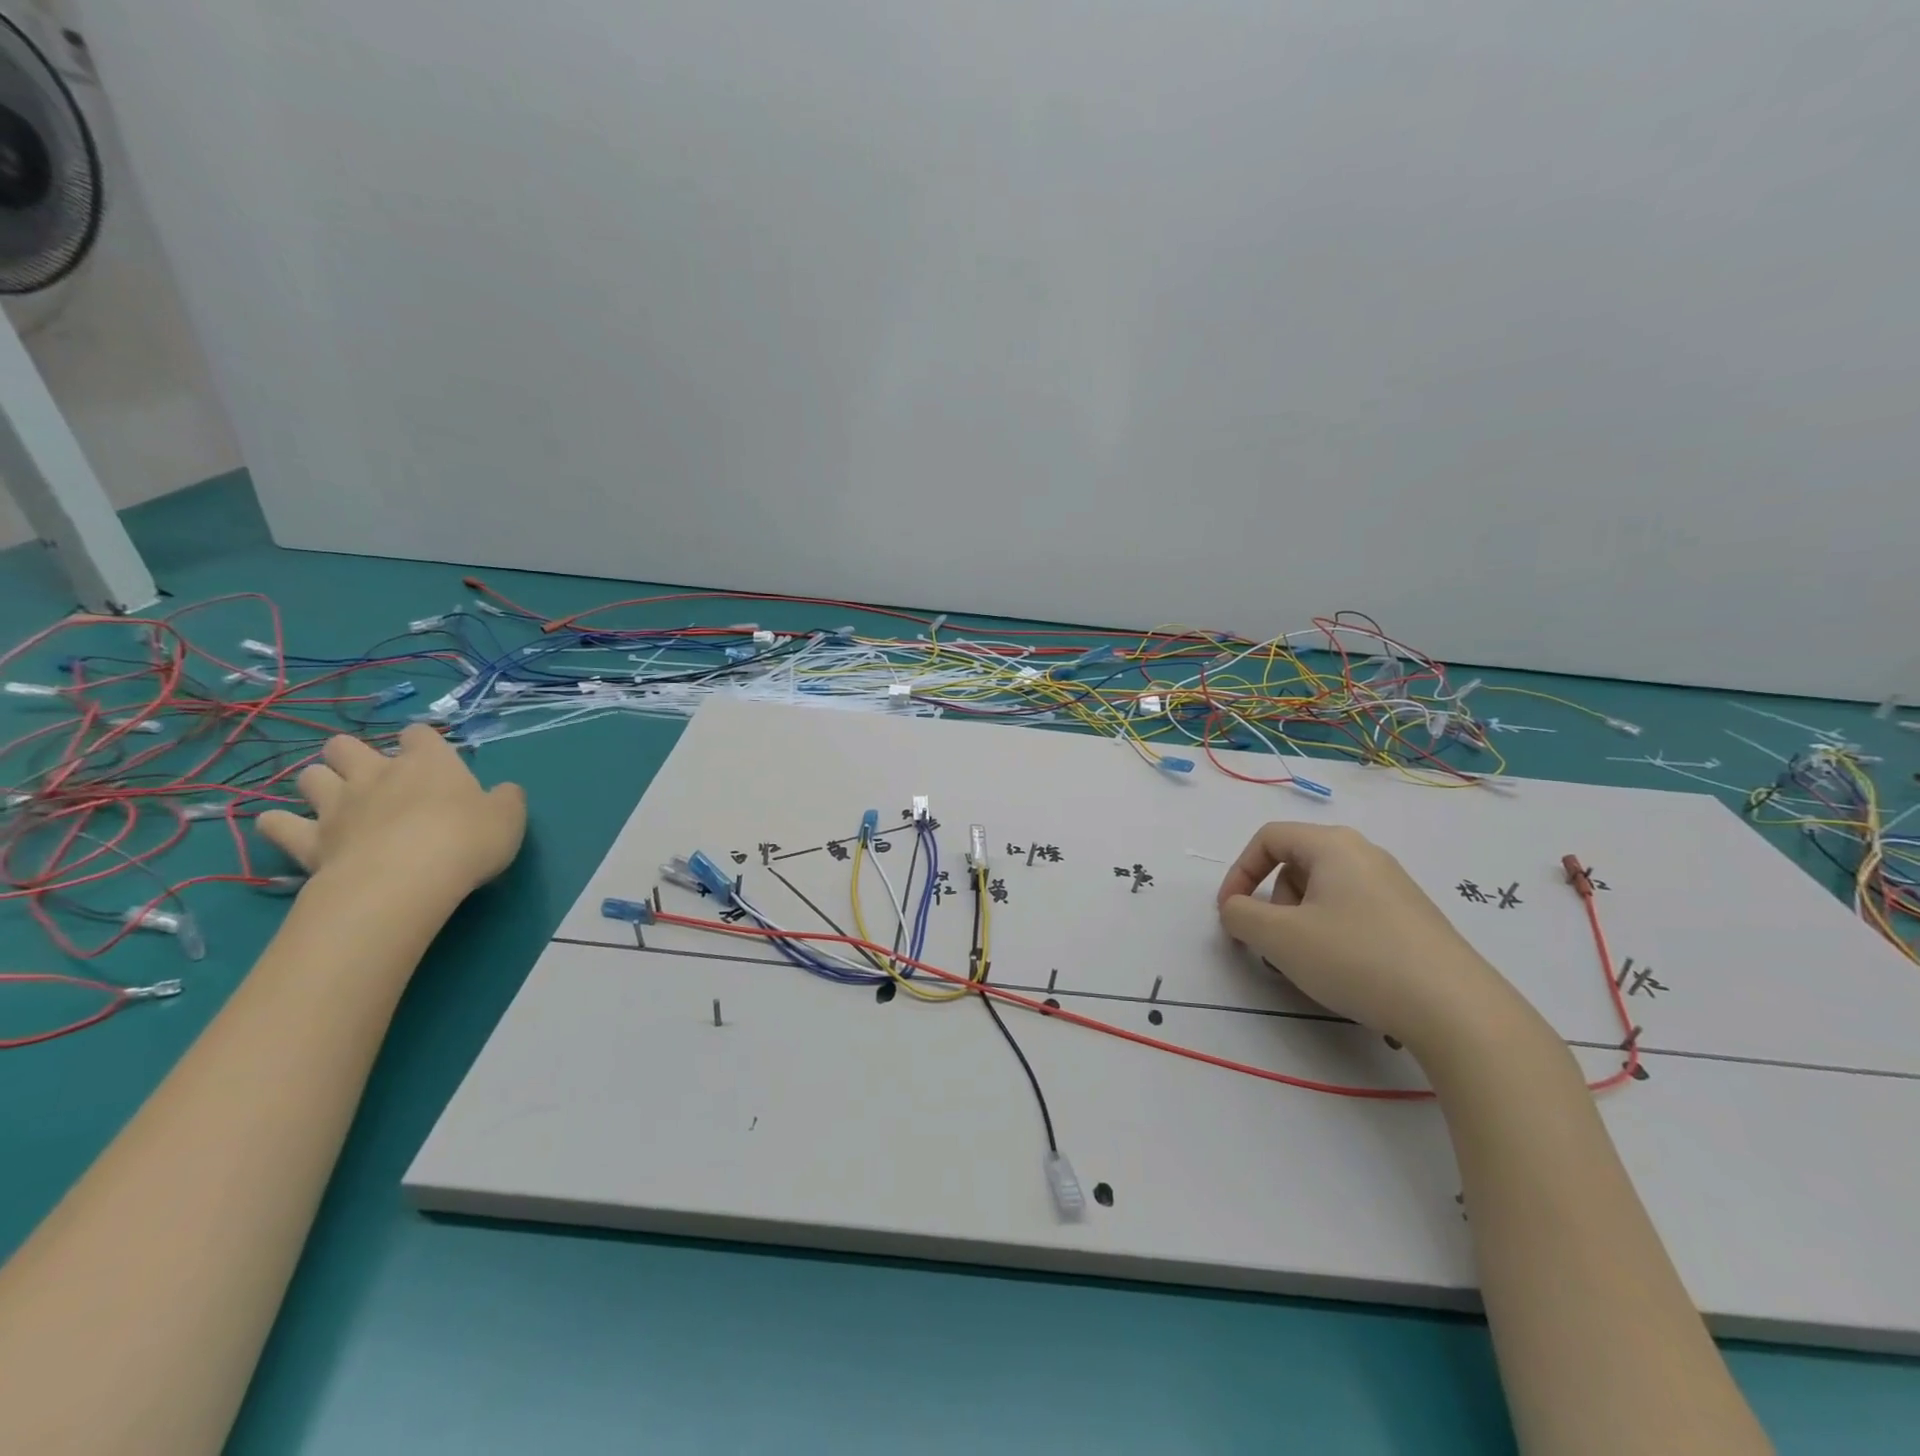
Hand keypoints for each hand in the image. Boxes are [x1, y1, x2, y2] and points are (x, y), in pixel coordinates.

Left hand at [257, 724, 526, 899]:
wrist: (406, 881)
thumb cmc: (466, 840)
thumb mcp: (509, 818)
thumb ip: (505, 799)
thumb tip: (503, 792)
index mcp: (428, 763)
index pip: (419, 734)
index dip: (423, 743)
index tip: (432, 760)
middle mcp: (377, 775)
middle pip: (346, 746)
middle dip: (353, 755)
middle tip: (374, 778)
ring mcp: (337, 806)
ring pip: (310, 777)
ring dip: (319, 784)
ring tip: (335, 802)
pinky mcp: (309, 841)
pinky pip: (278, 825)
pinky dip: (280, 825)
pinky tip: (288, 830)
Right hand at [1216, 822, 1522, 1054]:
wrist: (1457, 1011)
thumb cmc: (1356, 958)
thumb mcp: (1279, 938)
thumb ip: (1241, 915)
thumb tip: (1236, 908)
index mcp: (1333, 845)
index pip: (1269, 838)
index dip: (1239, 872)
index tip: (1230, 913)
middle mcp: (1365, 855)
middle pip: (1296, 865)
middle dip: (1273, 904)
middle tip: (1274, 945)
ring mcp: (1394, 887)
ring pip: (1324, 893)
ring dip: (1300, 923)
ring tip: (1309, 966)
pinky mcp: (1413, 919)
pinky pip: (1353, 913)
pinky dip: (1332, 936)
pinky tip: (1346, 974)